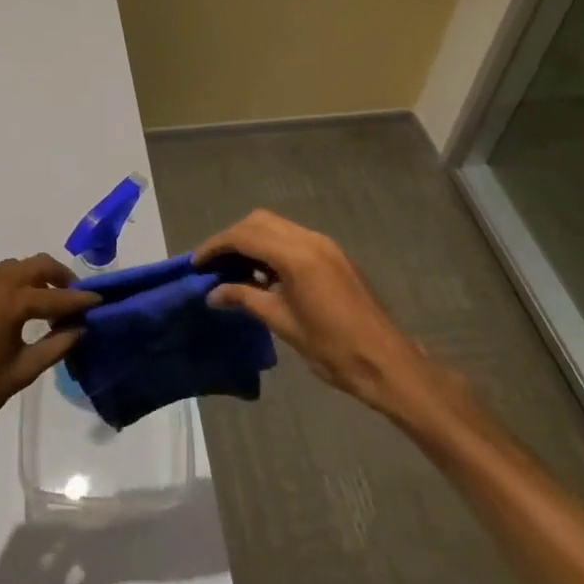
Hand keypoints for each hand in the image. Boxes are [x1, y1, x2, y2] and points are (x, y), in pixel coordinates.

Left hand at [0, 255, 99, 451]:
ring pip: (14, 266)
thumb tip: (80, 328)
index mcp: (11, 302)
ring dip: (35, 276)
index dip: (80, 299)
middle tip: (74, 296)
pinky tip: (15, 309)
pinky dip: (13, 282)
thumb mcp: (22, 372)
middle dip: (59, 276)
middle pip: (36, 264)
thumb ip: (55, 346)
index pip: (56, 295)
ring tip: (47, 301)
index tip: (99, 300)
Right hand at [196, 210, 461, 426]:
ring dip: (253, 241)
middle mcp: (310, 239)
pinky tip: (264, 275)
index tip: (197, 263)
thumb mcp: (282, 323)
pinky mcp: (333, 255)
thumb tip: (213, 294)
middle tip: (214, 264)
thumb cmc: (332, 348)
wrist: (386, 363)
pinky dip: (272, 248)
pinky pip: (293, 238)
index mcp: (296, 255)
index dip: (216, 246)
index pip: (245, 236)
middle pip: (259, 221)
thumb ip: (245, 299)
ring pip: (277, 226)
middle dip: (233, 238)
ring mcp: (324, 245)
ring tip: (235, 270)